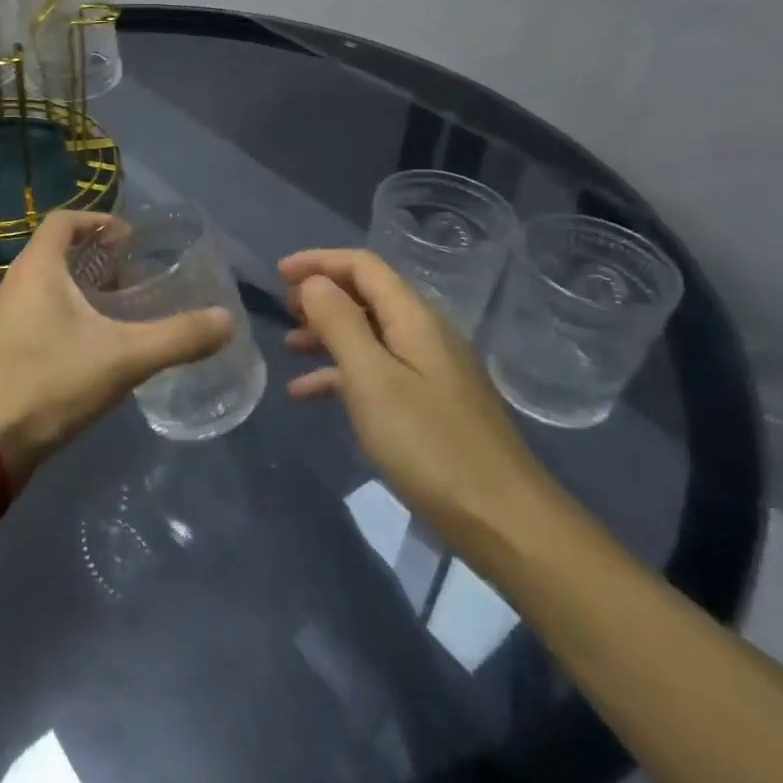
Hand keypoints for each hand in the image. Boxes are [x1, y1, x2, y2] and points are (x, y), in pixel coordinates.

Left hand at [0, 211, 234, 483]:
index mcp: (36, 268)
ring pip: (45, 287)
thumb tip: (227, 321)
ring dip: (80, 290)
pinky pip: (35, 315)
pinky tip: (89, 349)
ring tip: (118, 313)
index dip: (99, 221)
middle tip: (133, 279)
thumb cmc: (50, 383)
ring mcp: (0, 319)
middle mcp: (13, 284)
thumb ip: (178, 337)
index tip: (130, 239)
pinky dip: (64, 316)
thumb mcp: (124, 358)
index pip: (64, 220)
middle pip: (56, 253)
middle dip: (96, 260)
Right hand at [280, 248, 557, 549]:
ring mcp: (432, 370)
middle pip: (368, 295)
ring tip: (290, 347)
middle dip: (323, 296)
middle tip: (282, 310)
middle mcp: (426, 333)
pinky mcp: (432, 403)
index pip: (363, 266)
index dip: (319, 261)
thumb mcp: (372, 380)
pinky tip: (310, 395)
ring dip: (329, 334)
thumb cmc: (429, 445)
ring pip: (371, 334)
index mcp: (415, 318)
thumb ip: (340, 324)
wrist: (503, 520)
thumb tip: (314, 282)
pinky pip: (379, 371)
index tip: (278, 273)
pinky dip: (343, 374)